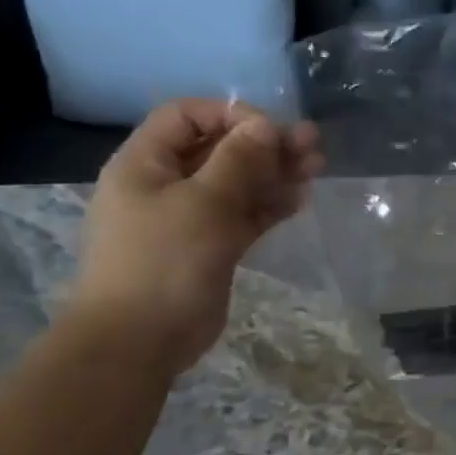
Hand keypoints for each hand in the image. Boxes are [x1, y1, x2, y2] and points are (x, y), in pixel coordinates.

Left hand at [67, 99, 324, 372]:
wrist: (139, 339)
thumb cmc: (163, 261)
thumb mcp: (203, 203)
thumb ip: (238, 160)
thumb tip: (265, 125)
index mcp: (145, 163)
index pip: (186, 116)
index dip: (229, 115)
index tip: (270, 131)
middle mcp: (165, 184)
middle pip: (218, 149)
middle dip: (264, 144)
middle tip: (310, 145)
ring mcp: (189, 217)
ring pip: (236, 183)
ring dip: (274, 173)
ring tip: (315, 167)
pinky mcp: (210, 246)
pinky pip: (243, 215)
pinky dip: (269, 204)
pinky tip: (300, 199)